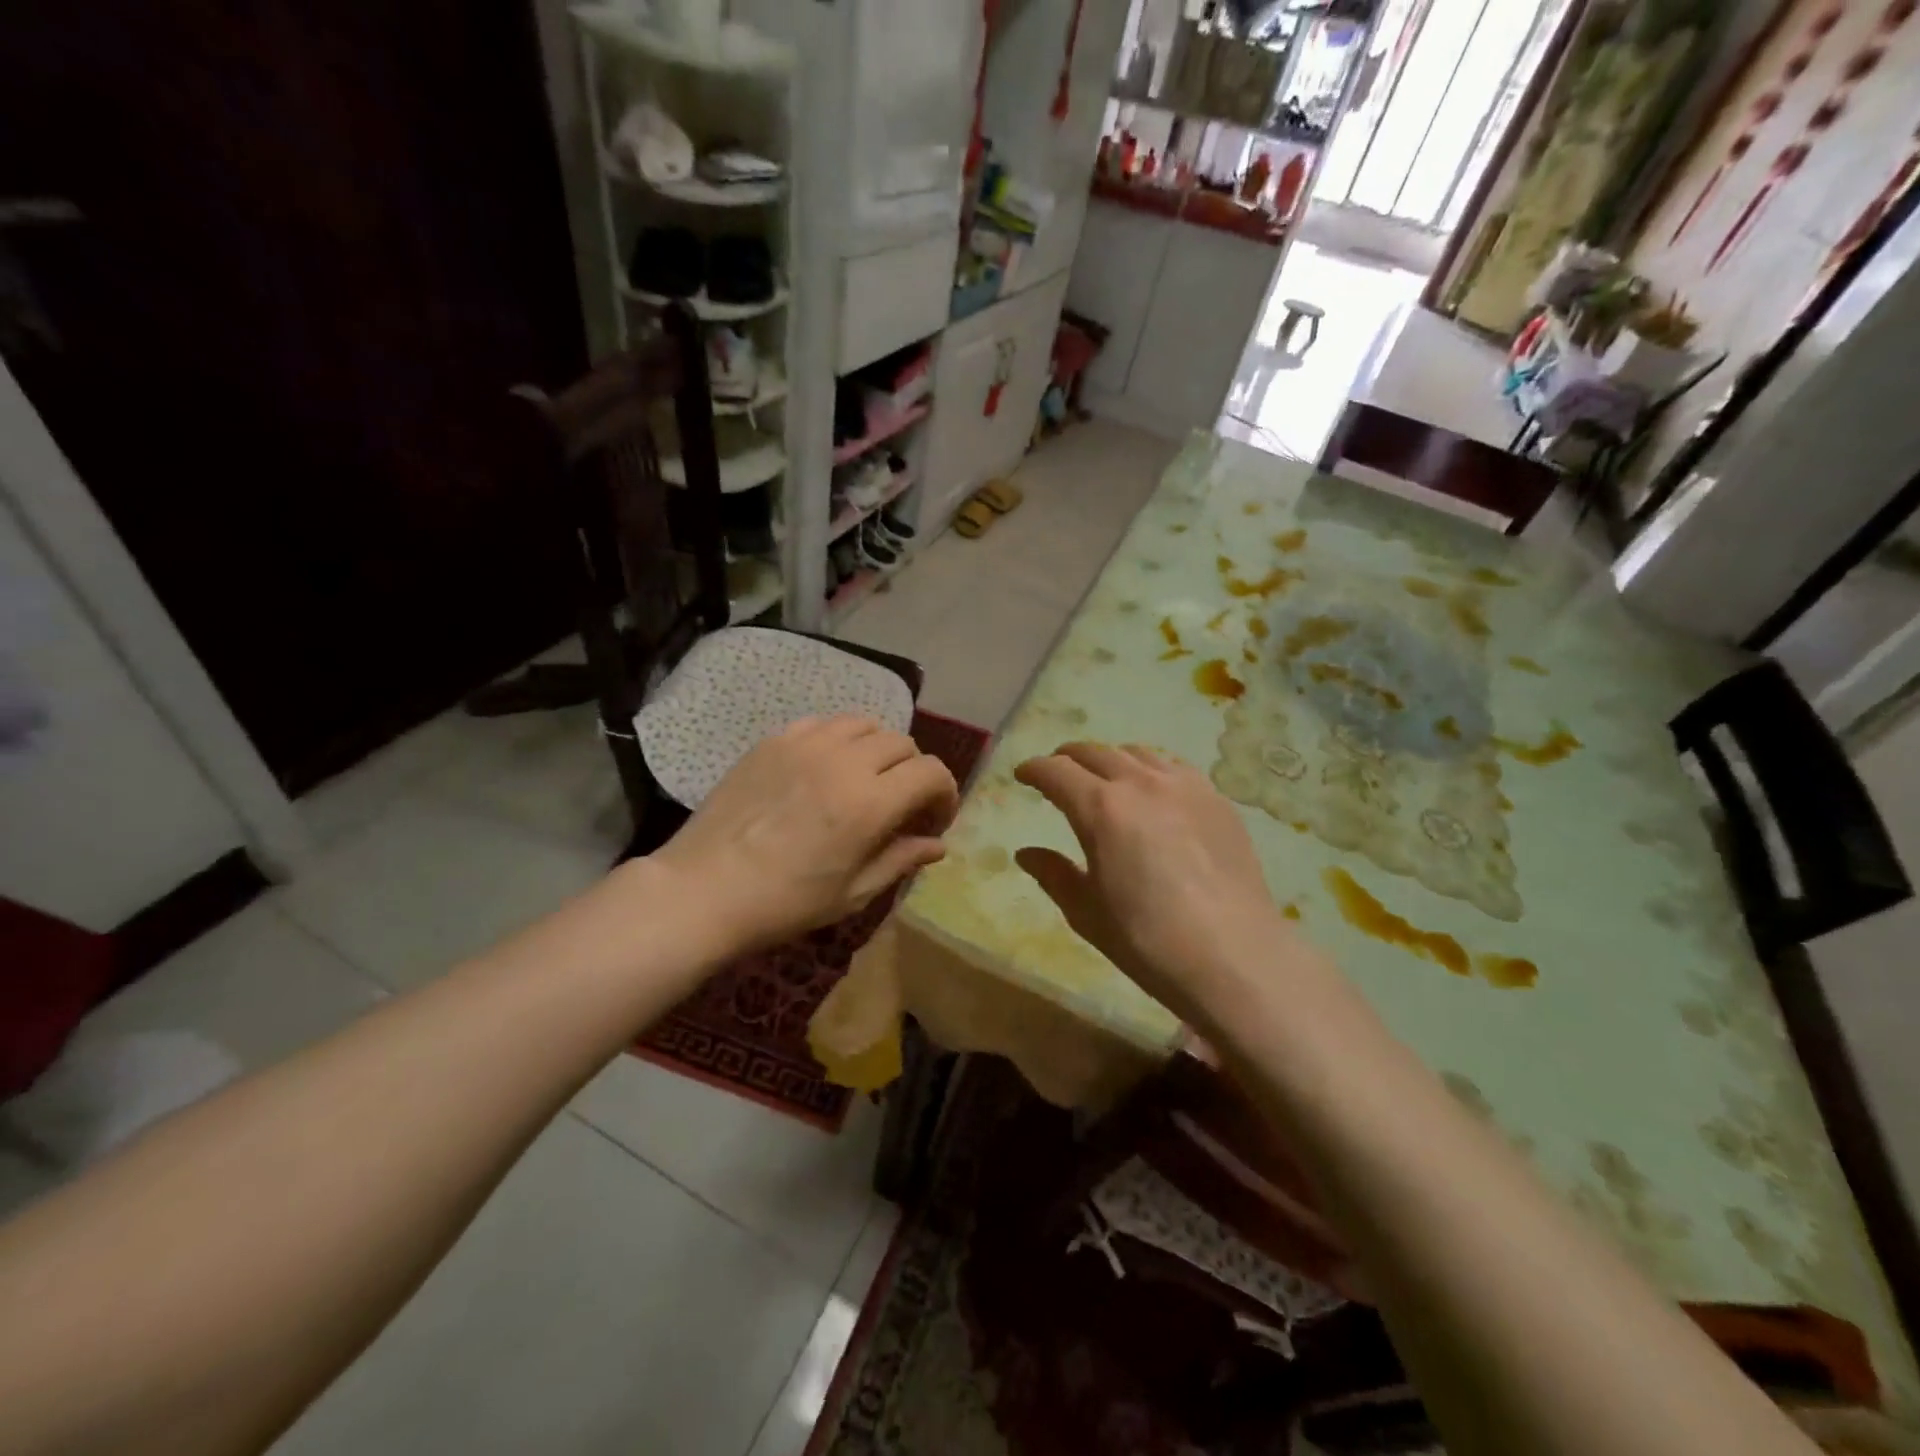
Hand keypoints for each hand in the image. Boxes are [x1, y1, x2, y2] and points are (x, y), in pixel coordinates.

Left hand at [653, 716, 958, 951]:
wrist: (704, 889)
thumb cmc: (784, 903)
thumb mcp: (853, 893)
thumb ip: (901, 860)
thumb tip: (937, 845)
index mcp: (870, 803)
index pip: (931, 772)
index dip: (944, 794)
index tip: (932, 821)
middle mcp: (844, 761)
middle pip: (902, 744)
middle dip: (913, 773)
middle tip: (900, 806)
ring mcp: (805, 744)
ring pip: (864, 724)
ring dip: (878, 750)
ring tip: (865, 781)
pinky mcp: (774, 740)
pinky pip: (823, 724)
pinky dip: (839, 740)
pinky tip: (825, 769)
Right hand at [1015, 742, 1295, 1026]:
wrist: (1234, 956)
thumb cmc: (1148, 940)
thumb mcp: (1087, 912)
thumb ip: (1053, 874)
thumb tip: (1026, 853)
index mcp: (1100, 808)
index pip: (1055, 772)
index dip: (1034, 770)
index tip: (1023, 775)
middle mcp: (1140, 783)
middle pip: (1094, 752)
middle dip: (1067, 758)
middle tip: (1057, 772)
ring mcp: (1183, 786)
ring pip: (1136, 753)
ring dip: (1110, 759)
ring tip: (1103, 776)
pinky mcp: (1216, 799)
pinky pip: (1173, 767)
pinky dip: (1150, 769)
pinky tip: (1153, 790)